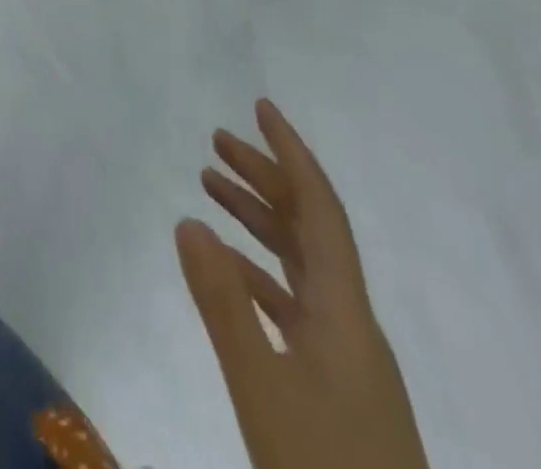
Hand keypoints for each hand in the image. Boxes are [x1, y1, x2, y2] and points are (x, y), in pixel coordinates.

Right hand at [175, 100, 429, 468]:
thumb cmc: (324, 467)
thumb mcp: (262, 388)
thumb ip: (223, 303)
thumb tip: (188, 219)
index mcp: (346, 314)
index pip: (322, 210)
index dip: (292, 154)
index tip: (261, 108)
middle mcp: (352, 324)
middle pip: (311, 229)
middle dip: (266, 177)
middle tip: (217, 141)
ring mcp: (347, 357)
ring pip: (300, 263)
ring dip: (258, 219)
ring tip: (209, 185)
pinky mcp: (336, 385)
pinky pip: (293, 302)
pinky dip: (257, 270)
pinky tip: (226, 267)